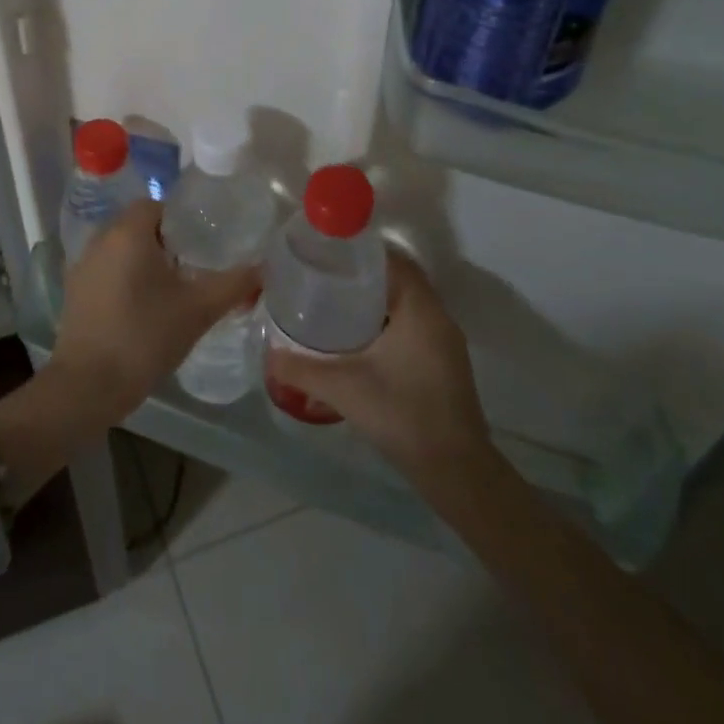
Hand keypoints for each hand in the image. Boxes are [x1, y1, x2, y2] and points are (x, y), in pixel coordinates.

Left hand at [50, 199, 259, 429]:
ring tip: (173, 287)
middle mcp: (100, 239)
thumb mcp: (198, 310)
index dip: (181, 219)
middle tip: (194, 265)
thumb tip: (262, 268)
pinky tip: (144, 307)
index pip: (155, 205)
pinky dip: (125, 278)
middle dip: (165, 241)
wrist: (89, 384)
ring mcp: (82, 265)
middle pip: (137, 225)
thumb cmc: (145, 336)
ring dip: (144, 260)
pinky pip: (106, 270)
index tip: (203, 242)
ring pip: (120, 249)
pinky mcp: (74, 291)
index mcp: (127, 232)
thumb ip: (233, 284)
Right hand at [264, 253, 492, 488]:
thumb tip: (267, 355)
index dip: (362, 251)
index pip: (394, 260)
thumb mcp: (343, 389)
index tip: (328, 253)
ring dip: (376, 299)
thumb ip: (301, 370)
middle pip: (400, 279)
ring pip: (407, 303)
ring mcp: (445, 342)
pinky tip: (358, 339)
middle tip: (323, 276)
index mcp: (420, 310)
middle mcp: (438, 318)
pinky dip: (387, 320)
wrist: (456, 473)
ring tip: (333, 302)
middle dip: (363, 275)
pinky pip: (413, 324)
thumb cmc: (403, 416)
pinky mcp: (443, 363)